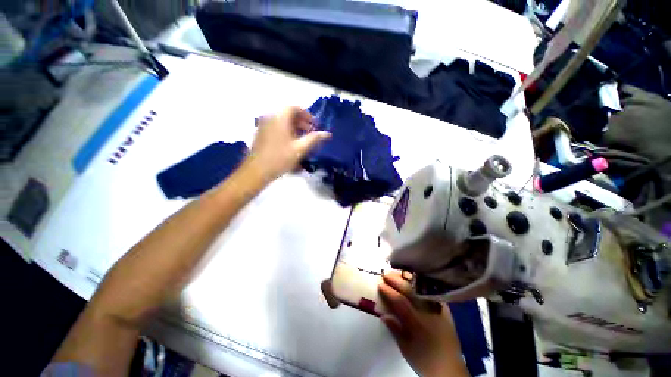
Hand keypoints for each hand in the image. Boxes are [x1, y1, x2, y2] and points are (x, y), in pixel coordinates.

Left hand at [247, 107, 330, 180]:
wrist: (257, 171)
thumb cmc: (280, 158)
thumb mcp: (300, 149)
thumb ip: (314, 139)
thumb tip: (327, 133)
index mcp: (280, 118)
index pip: (294, 108)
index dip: (307, 114)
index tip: (315, 124)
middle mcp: (270, 117)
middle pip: (288, 114)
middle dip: (302, 121)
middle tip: (311, 132)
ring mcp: (263, 125)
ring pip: (282, 121)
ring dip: (294, 126)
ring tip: (303, 138)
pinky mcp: (261, 133)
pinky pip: (276, 126)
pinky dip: (286, 130)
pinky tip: (291, 143)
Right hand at [379, 272, 468, 376]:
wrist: (449, 369)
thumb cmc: (424, 360)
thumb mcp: (405, 348)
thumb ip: (394, 329)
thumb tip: (382, 314)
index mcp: (417, 323)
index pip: (400, 301)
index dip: (389, 292)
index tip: (380, 284)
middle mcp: (428, 312)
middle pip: (410, 290)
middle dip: (396, 280)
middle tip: (386, 274)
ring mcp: (438, 309)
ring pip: (421, 288)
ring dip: (408, 279)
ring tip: (399, 273)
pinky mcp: (445, 309)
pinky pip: (432, 292)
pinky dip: (422, 284)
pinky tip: (415, 280)